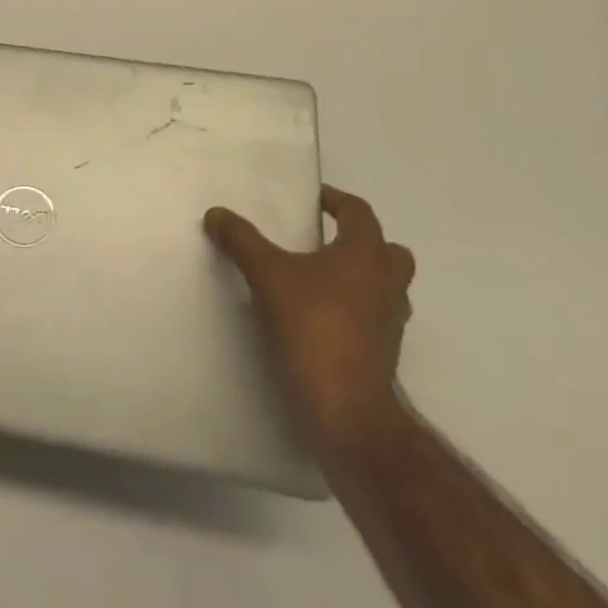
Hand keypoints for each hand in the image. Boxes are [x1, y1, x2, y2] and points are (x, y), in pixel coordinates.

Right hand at [206, 186, 415, 455]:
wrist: (345, 408)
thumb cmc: (313, 327)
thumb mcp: (266, 275)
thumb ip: (241, 240)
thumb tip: (217, 213)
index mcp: (366, 255)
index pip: (358, 212)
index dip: (334, 200)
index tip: (311, 199)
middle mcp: (387, 282)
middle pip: (386, 250)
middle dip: (359, 241)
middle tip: (323, 241)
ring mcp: (390, 321)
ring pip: (384, 286)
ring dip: (359, 277)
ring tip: (316, 280)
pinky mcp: (382, 352)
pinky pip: (372, 317)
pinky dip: (352, 309)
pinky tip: (316, 317)